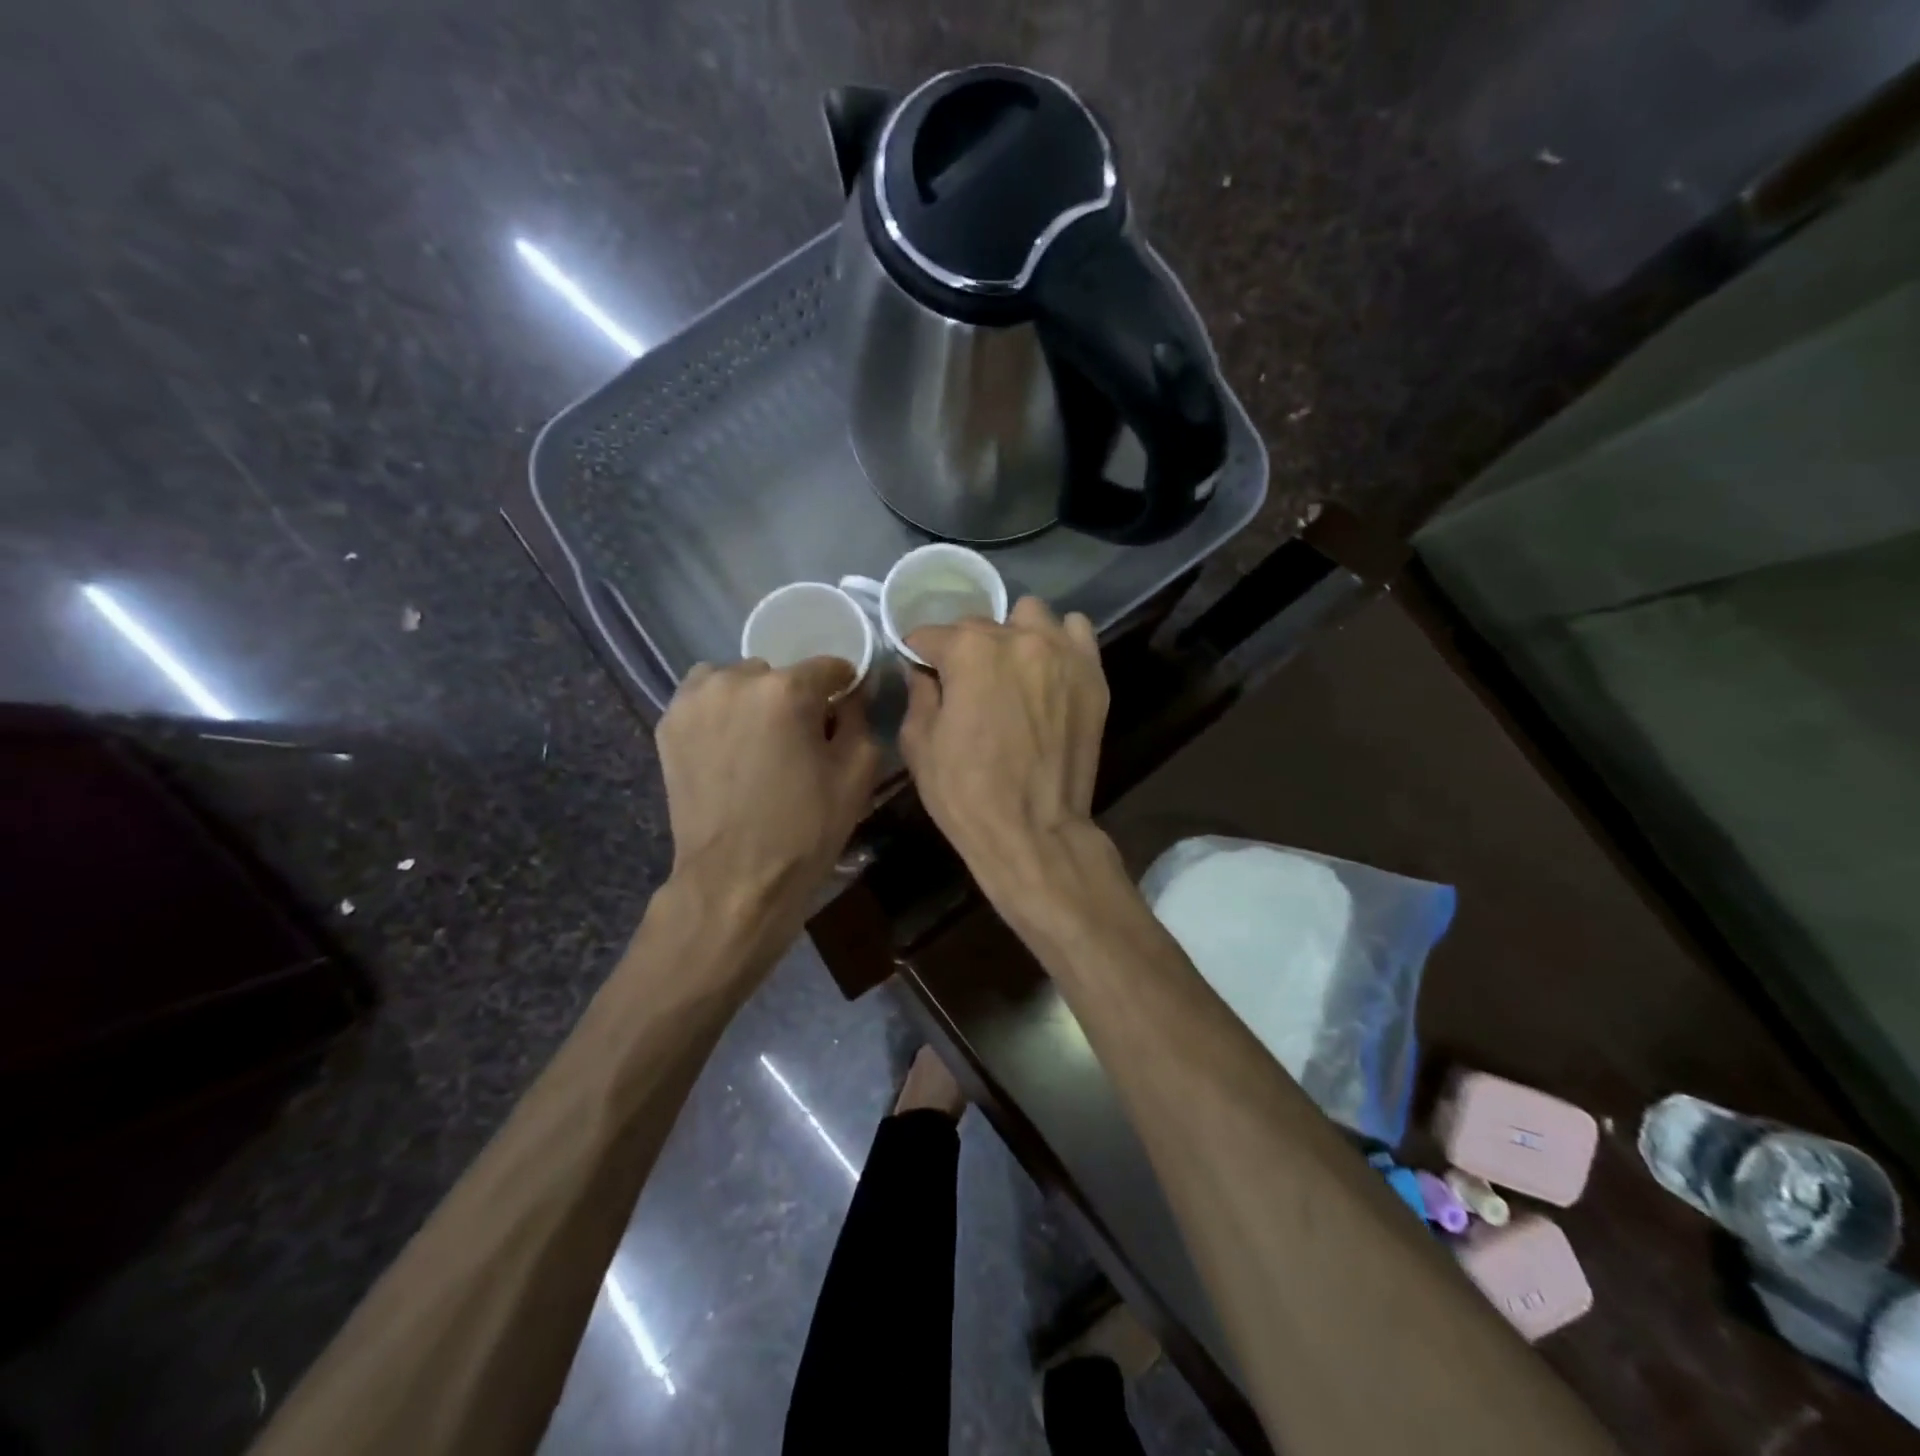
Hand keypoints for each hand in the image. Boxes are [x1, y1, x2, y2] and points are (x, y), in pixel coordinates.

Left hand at [657, 657, 880, 920]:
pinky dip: (719, 712)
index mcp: (787, 690)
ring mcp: (694, 700)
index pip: (829, 666)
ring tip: (756, 740)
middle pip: (779, 673)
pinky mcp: (669, 724)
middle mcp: (735, 680)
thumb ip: (860, 719)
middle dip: (792, 698)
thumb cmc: (805, 829)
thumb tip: (850, 696)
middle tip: (796, 740)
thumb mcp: (857, 774)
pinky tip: (728, 748)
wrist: (735, 879)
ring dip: (751, 699)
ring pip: (736, 680)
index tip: (843, 713)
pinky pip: (703, 698)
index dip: (843, 688)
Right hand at [898, 597, 1108, 887]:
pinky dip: (1059, 642)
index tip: (920, 671)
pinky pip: (1076, 633)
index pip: (931, 634)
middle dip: (964, 649)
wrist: (1035, 832)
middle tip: (964, 683)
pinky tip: (1047, 670)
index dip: (919, 654)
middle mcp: (1018, 638)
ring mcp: (1062, 653)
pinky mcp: (1092, 675)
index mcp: (969, 651)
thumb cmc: (967, 794)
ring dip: (1013, 634)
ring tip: (1009, 669)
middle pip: (980, 625)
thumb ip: (919, 692)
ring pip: (1031, 616)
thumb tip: (923, 670)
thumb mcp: (920, 744)